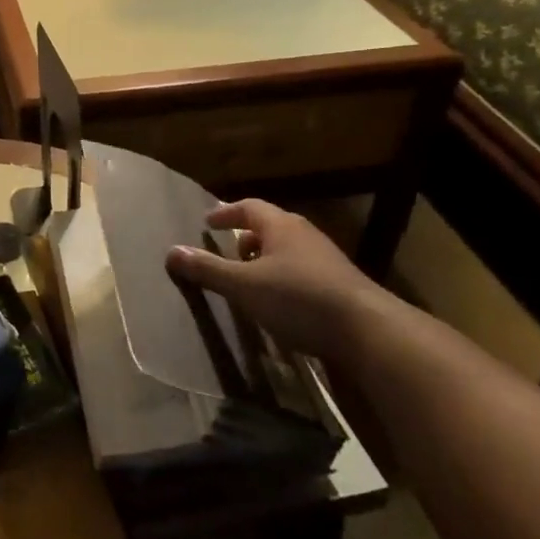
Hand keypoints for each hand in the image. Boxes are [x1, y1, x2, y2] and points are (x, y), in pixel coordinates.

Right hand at [165, 199, 389, 362]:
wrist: (368, 331)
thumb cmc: (298, 298)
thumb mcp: (244, 286)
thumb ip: (207, 269)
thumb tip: (171, 251)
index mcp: (281, 226)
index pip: (249, 207)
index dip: (225, 213)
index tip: (208, 221)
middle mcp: (304, 235)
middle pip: (270, 227)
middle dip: (246, 237)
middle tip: (227, 250)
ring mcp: (327, 260)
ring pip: (288, 250)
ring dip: (265, 259)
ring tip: (248, 279)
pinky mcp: (340, 285)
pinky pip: (302, 272)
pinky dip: (283, 278)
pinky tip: (278, 302)